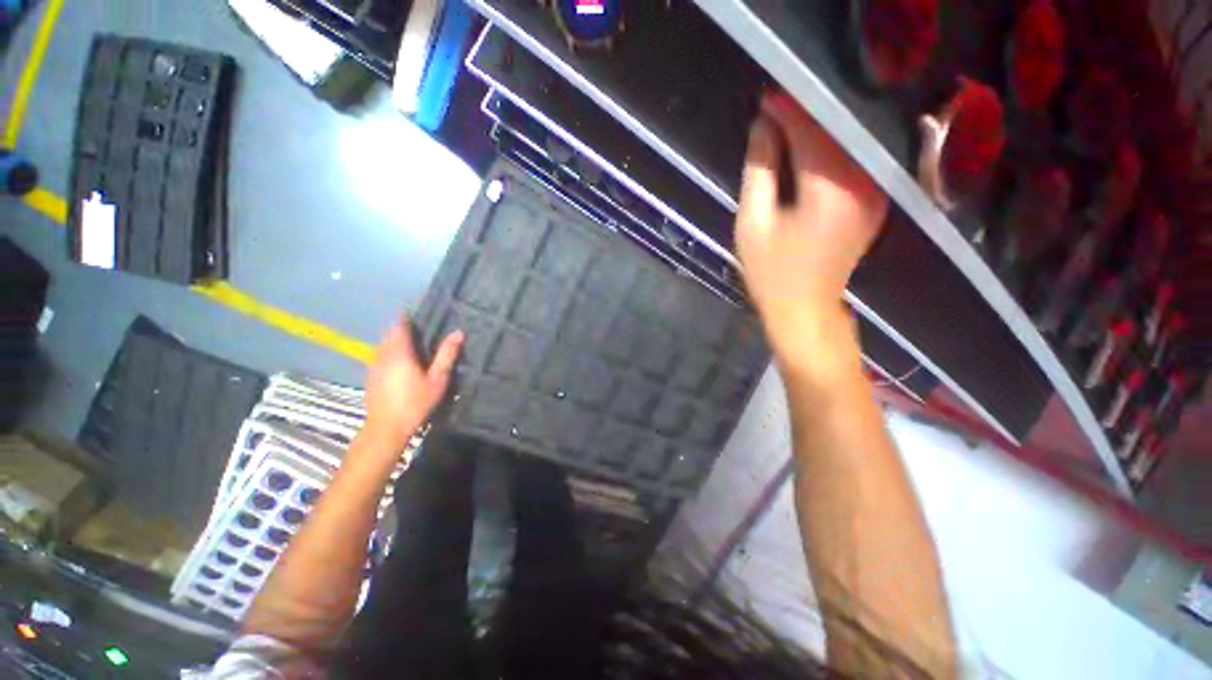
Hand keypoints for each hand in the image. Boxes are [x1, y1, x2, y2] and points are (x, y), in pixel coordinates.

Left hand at [363, 317, 463, 449]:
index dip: (406, 318)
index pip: (399, 327)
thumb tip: (458, 333)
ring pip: (381, 346)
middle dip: (400, 329)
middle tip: (417, 329)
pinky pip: (378, 356)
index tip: (416, 314)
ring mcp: (373, 366)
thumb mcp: (438, 379)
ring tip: (409, 343)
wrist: (387, 428)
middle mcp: (383, 355)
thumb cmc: (416, 402)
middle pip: (389, 335)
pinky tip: (398, 363)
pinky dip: (388, 353)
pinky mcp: (370, 377)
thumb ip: (447, 355)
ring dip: (393, 341)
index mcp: (400, 353)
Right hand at [737, 93, 888, 325]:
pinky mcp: (875, 201)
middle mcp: (864, 183)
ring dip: (818, 131)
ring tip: (786, 126)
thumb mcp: (752, 224)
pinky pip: (854, 162)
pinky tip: (809, 150)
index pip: (811, 133)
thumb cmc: (771, 272)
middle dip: (803, 117)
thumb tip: (762, 127)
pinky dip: (832, 150)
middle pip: (835, 133)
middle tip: (773, 111)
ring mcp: (875, 193)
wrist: (805, 309)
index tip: (764, 100)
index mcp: (831, 191)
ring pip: (847, 144)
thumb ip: (759, 171)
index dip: (786, 112)